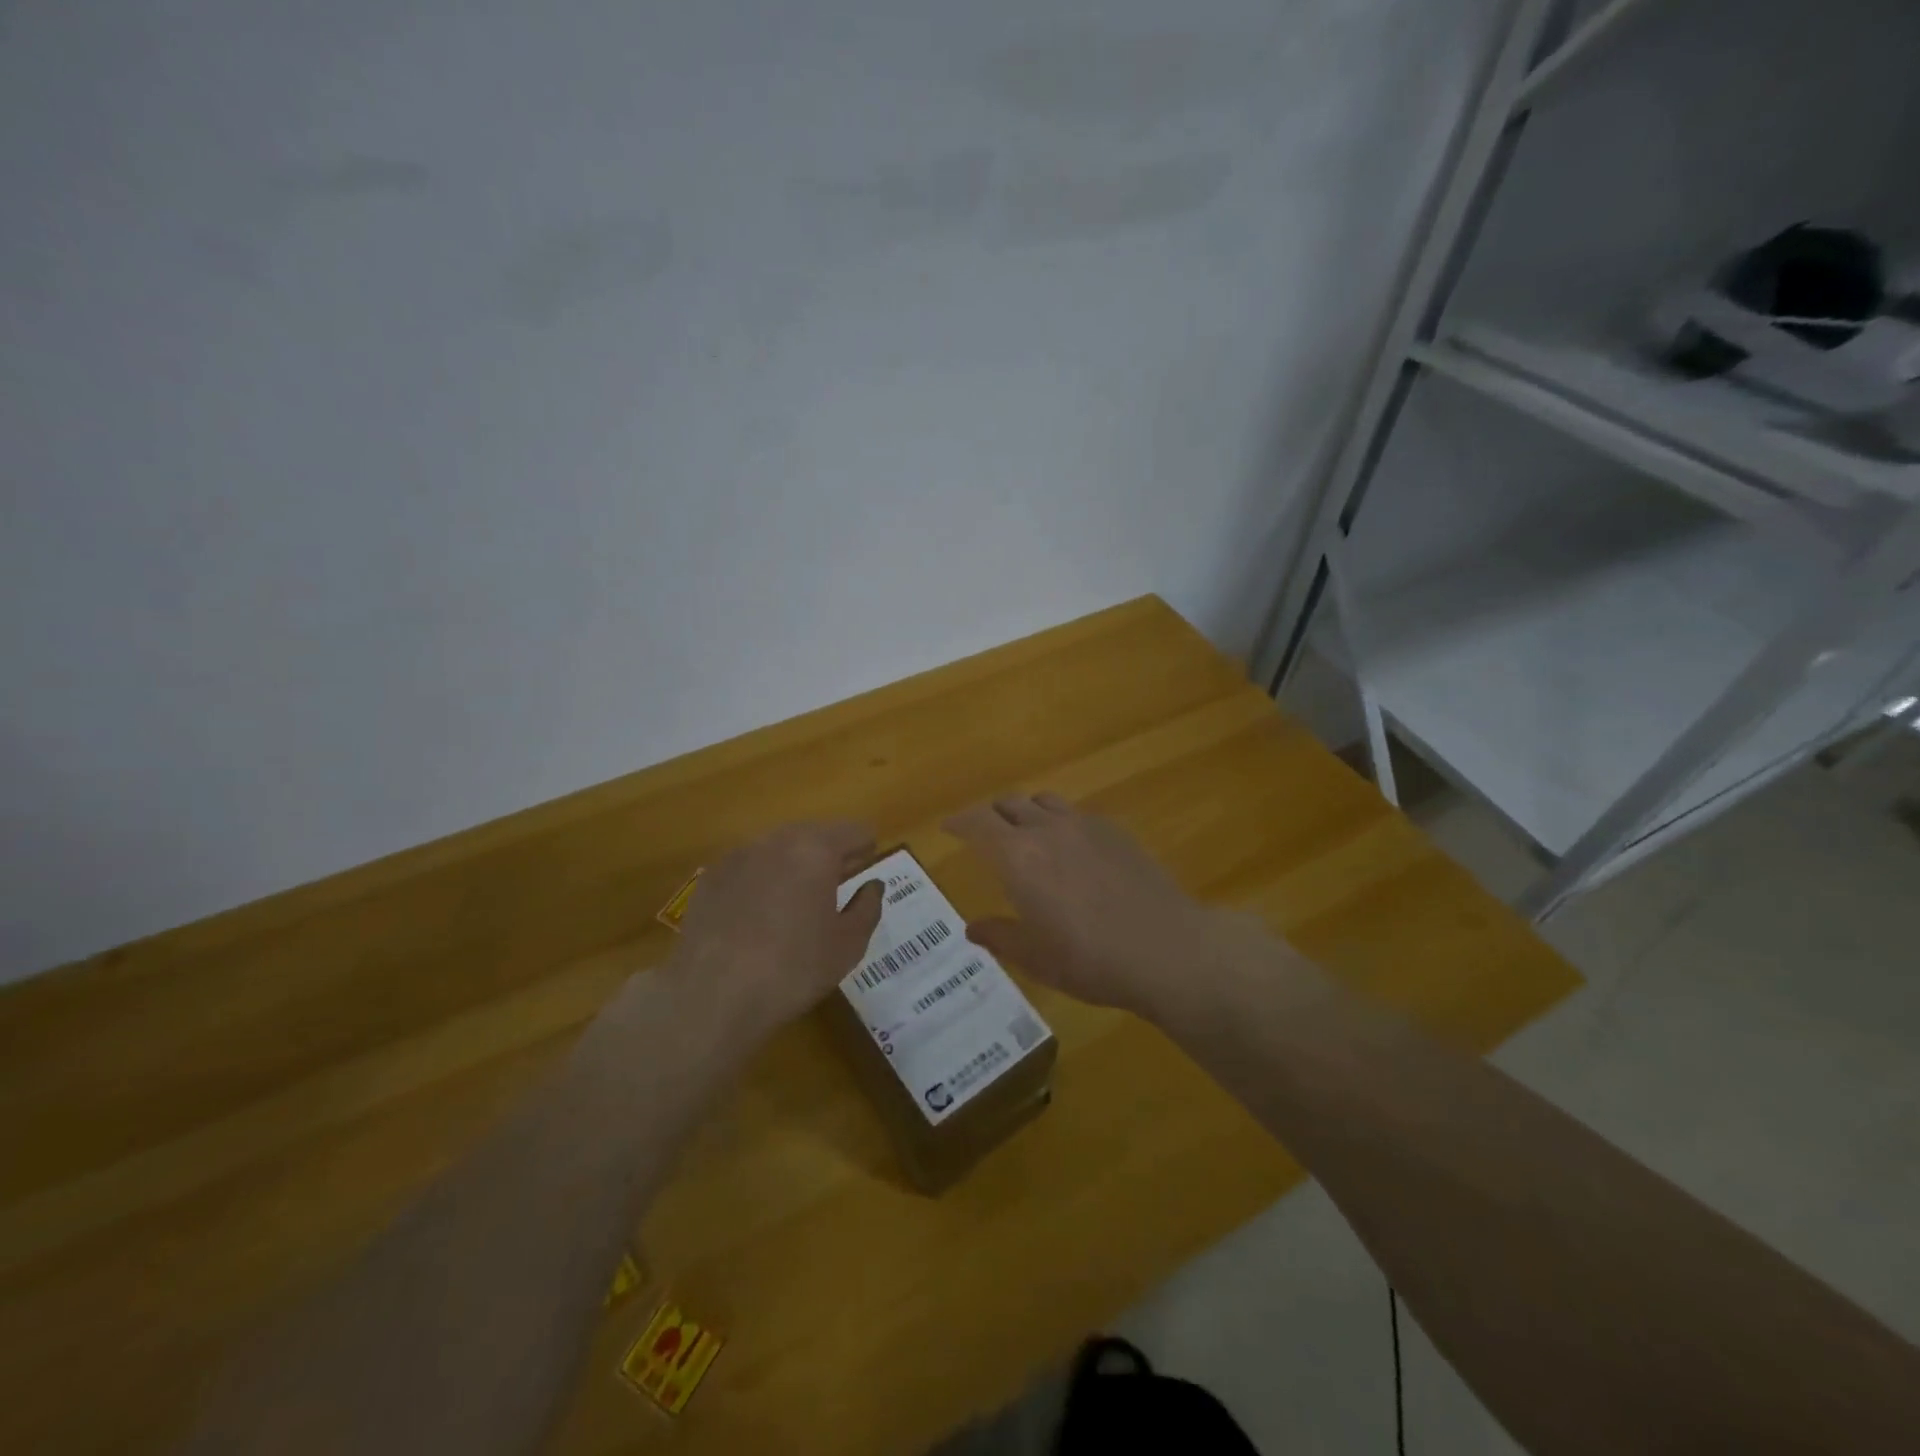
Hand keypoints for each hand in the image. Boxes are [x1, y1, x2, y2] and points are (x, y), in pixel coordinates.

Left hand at [668, 821, 885, 1042]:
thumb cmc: (793, 969)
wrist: (711, 995)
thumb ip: (868, 907)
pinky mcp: (711, 877)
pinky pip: (749, 866)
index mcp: (816, 849)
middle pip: (815, 833)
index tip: (865, 873)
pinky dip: (761, 880)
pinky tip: (758, 916)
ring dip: (794, 865)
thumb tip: (873, 886)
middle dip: (829, 855)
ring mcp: (738, 855)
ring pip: (779, 848)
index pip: (855, 830)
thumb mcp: (848, 945)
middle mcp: (776, 840)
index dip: (866, 850)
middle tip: (835, 890)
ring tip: (795, 904)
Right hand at [944, 794, 1239, 1018]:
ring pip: (1043, 802)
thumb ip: (1000, 936)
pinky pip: (1075, 813)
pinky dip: (1058, 821)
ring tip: (1024, 832)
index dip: (959, 822)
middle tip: (982, 832)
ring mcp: (1085, 825)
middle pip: (1009, 805)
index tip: (947, 827)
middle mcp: (1047, 829)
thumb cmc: (1090, 959)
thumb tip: (972, 928)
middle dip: (989, 815)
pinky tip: (1069, 847)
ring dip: (1025, 811)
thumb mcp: (1035, 957)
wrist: (1167, 949)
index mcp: (1018, 857)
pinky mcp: (1115, 831)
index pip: (977, 823)